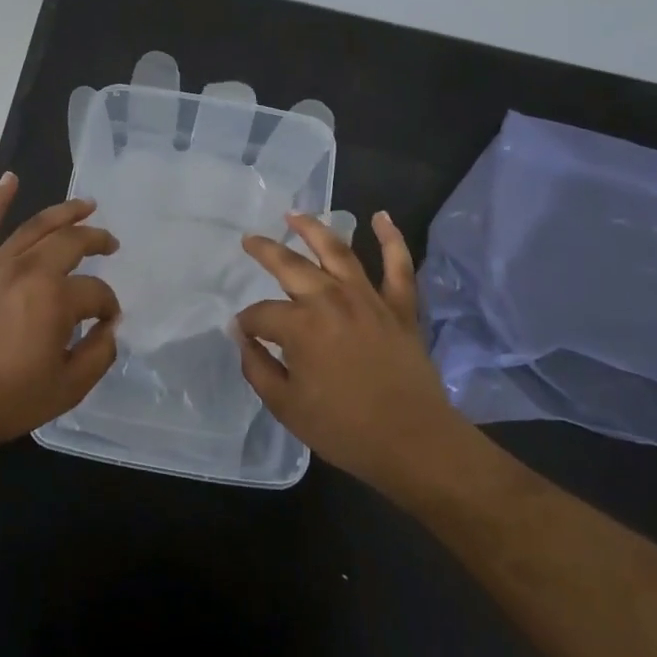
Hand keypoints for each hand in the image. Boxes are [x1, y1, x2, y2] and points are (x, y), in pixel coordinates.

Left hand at [0, 172, 121, 456]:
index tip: (108, 323)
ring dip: (64, 212)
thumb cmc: (6, 399)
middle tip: (111, 244)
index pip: (96, 292)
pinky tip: (10, 179)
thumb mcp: (67, 388)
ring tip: (86, 205)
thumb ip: (98, 354)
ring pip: (35, 227)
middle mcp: (28, 270)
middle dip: (97, 240)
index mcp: (55, 299)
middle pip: (71, 243)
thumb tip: (110, 328)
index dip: (108, 306)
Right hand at [236, 211, 454, 491]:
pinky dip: (391, 238)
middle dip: (264, 251)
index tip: (243, 333)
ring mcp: (368, 298)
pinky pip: (398, 265)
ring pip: (337, 251)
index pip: (261, 314)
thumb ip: (257, 368)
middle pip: (290, 266)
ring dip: (313, 228)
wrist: (413, 442)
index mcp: (300, 326)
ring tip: (294, 214)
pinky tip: (381, 217)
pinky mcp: (400, 306)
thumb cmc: (344, 429)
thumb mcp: (286, 407)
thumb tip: (242, 338)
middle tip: (249, 240)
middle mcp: (331, 300)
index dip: (247, 324)